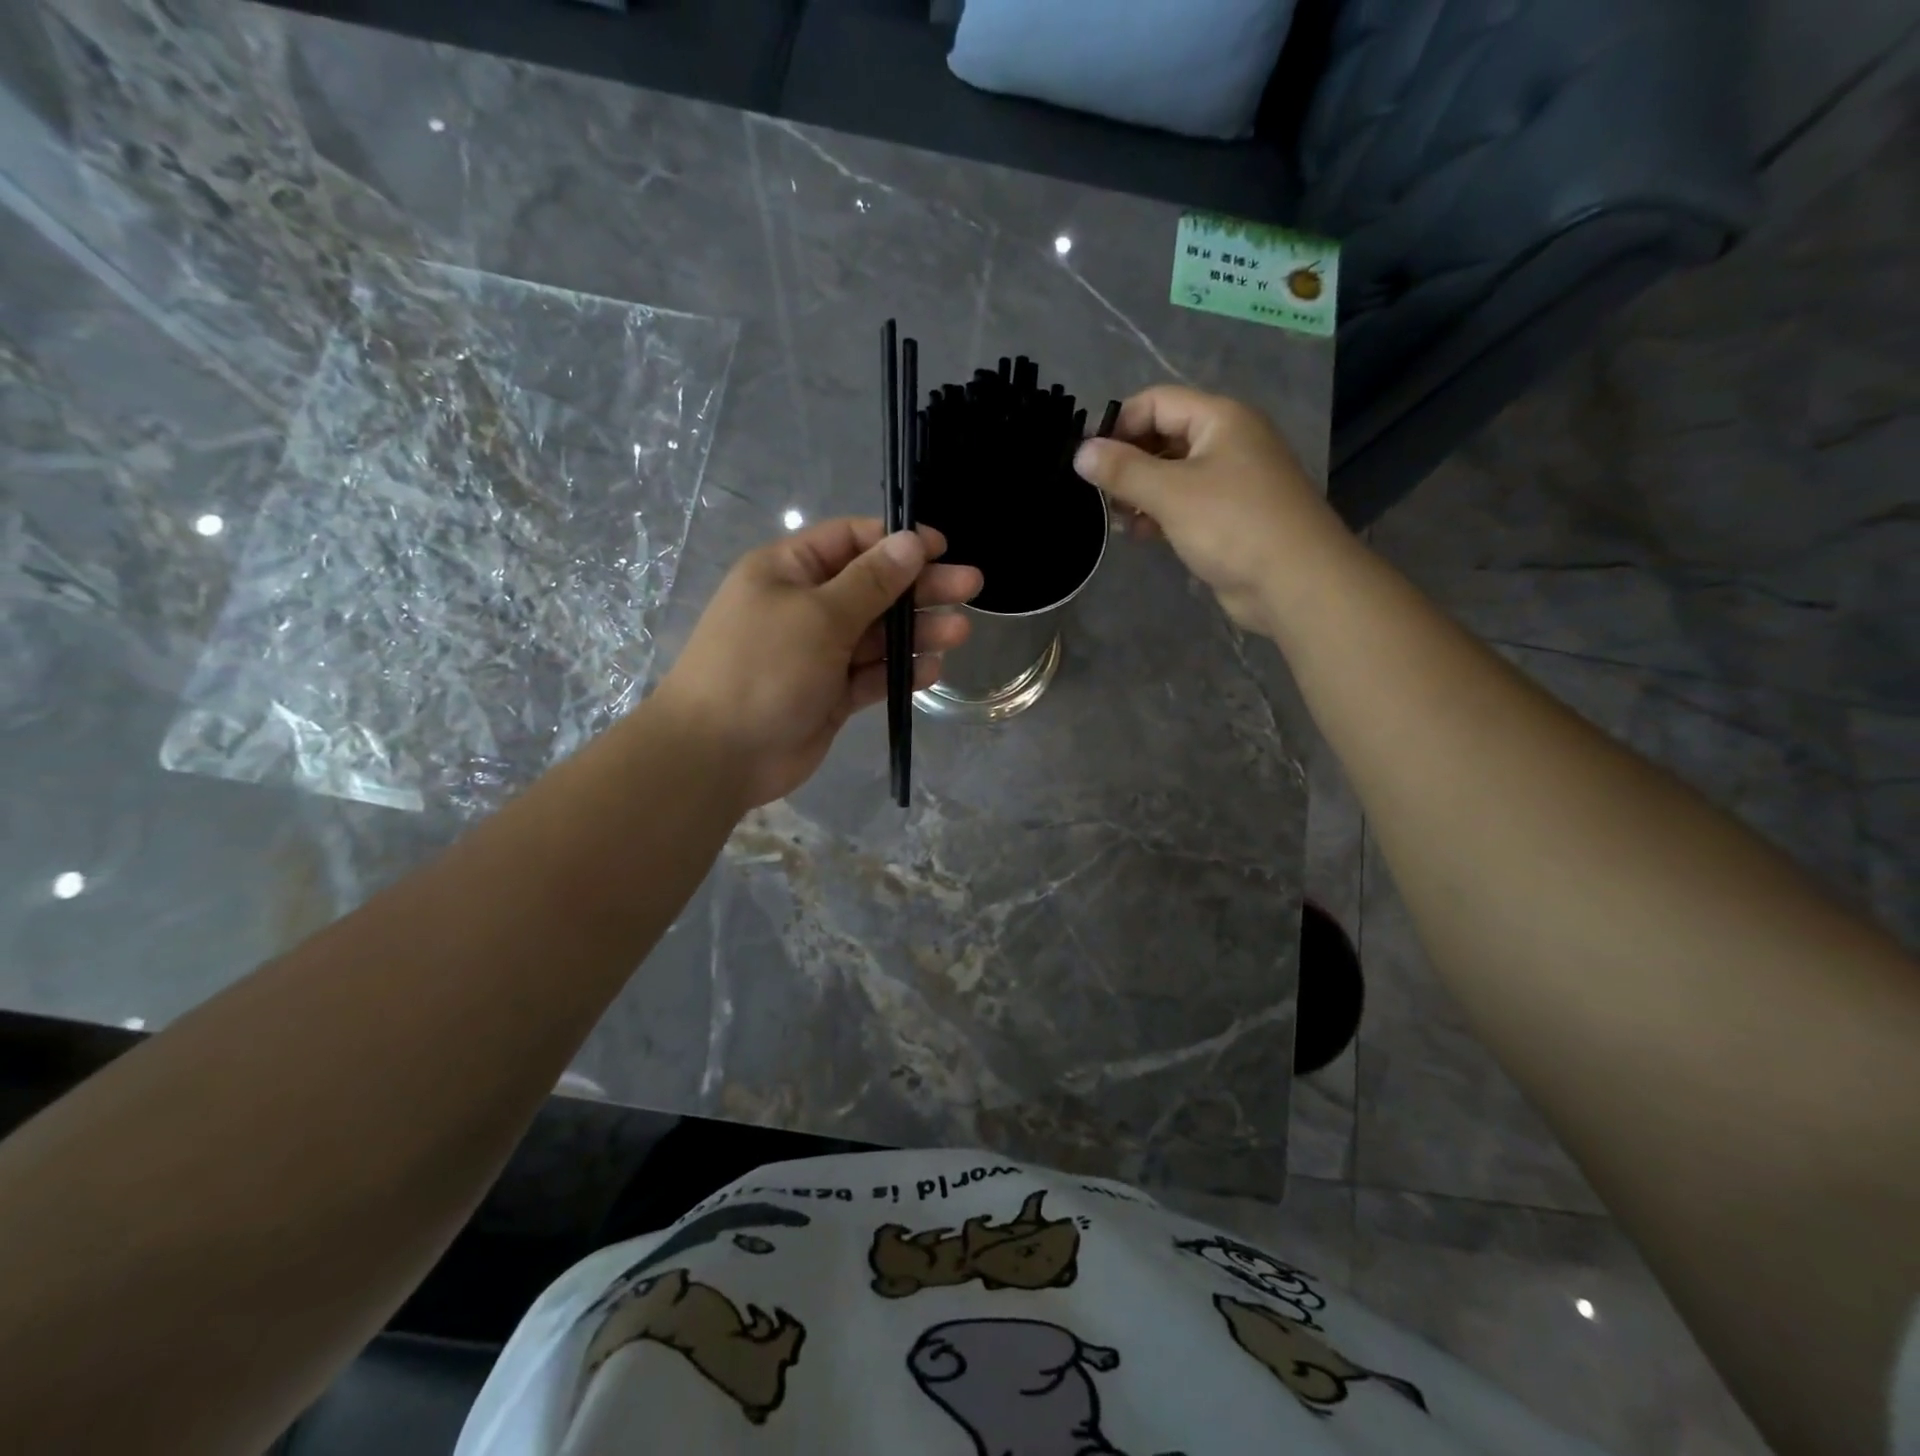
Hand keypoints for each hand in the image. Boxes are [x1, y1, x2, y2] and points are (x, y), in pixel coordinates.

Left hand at [651, 519, 982, 808]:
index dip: (897, 541)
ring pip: (877, 635)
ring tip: (960, 632)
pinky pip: (871, 675)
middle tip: (971, 586)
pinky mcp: (830, 694)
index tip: (942, 548)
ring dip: (917, 632)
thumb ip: (871, 581)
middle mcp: (805, 606)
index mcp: (790, 571)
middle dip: (920, 587)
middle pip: (873, 587)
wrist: (719, 754)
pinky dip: (899, 672)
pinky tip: (931, 670)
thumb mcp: (819, 615)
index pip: (851, 540)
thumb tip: (910, 541)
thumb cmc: (763, 668)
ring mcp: (818, 653)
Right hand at [1072, 385, 1342, 638]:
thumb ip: (1123, 470)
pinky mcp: (1227, 517)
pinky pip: (1183, 504)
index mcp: (1220, 418)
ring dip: (1139, 493)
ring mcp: (1229, 481)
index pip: (1157, 402)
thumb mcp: (1171, 493)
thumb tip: (1080, 452)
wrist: (1294, 581)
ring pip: (1171, 474)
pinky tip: (1139, 535)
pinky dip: (1159, 514)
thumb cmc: (1233, 525)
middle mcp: (1227, 441)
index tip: (1089, 460)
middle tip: (1099, 494)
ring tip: (1117, 518)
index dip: (1119, 425)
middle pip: (1163, 437)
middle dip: (1128, 463)